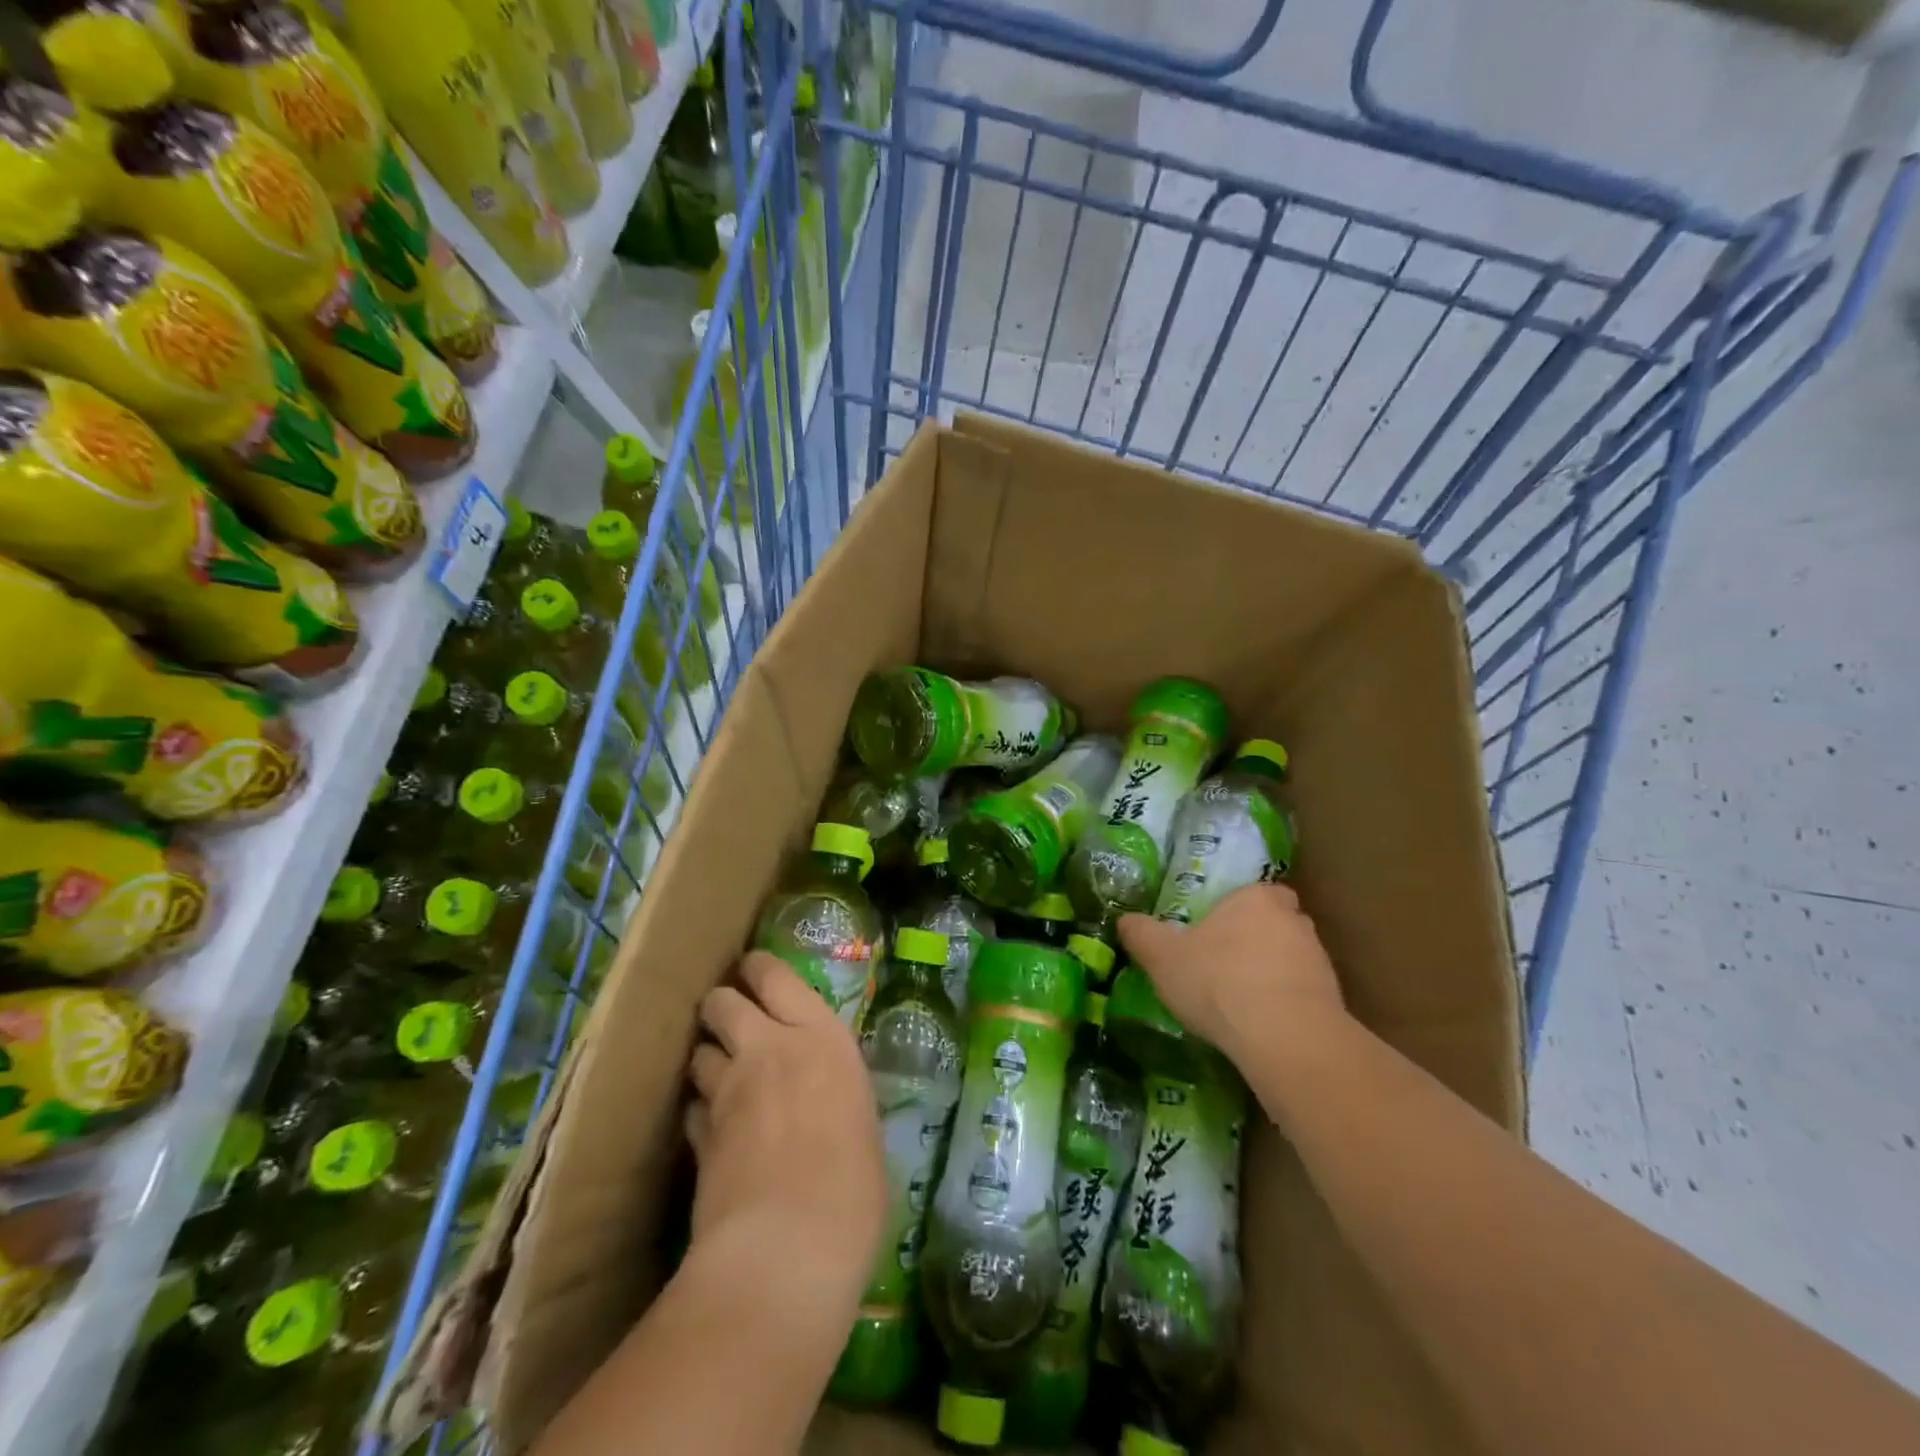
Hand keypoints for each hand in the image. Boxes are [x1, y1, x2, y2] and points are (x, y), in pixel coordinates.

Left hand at [687, 952, 885, 1306]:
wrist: (786, 1249)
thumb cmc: (853, 1188)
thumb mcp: (863, 1126)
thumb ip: (838, 1097)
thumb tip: (828, 1104)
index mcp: (821, 1037)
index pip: (776, 976)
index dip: (759, 970)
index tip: (753, 972)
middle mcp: (769, 1049)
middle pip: (723, 1001)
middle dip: (722, 1006)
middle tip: (733, 1023)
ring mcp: (728, 1091)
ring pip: (700, 1051)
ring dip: (708, 1058)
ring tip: (722, 1076)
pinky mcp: (699, 1136)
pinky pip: (692, 1107)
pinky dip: (699, 1111)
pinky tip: (712, 1129)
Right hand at [1117, 882, 1346, 1064]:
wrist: (1285, 1038)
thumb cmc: (1219, 981)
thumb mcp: (1163, 957)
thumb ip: (1141, 934)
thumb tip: (1124, 920)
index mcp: (1256, 898)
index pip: (1253, 892)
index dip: (1236, 910)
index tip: (1215, 931)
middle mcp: (1294, 920)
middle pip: (1274, 923)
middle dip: (1253, 940)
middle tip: (1223, 963)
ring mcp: (1319, 961)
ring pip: (1290, 959)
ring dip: (1270, 974)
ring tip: (1238, 1002)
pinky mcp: (1334, 1001)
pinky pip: (1302, 994)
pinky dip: (1284, 1004)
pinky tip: (1260, 1026)